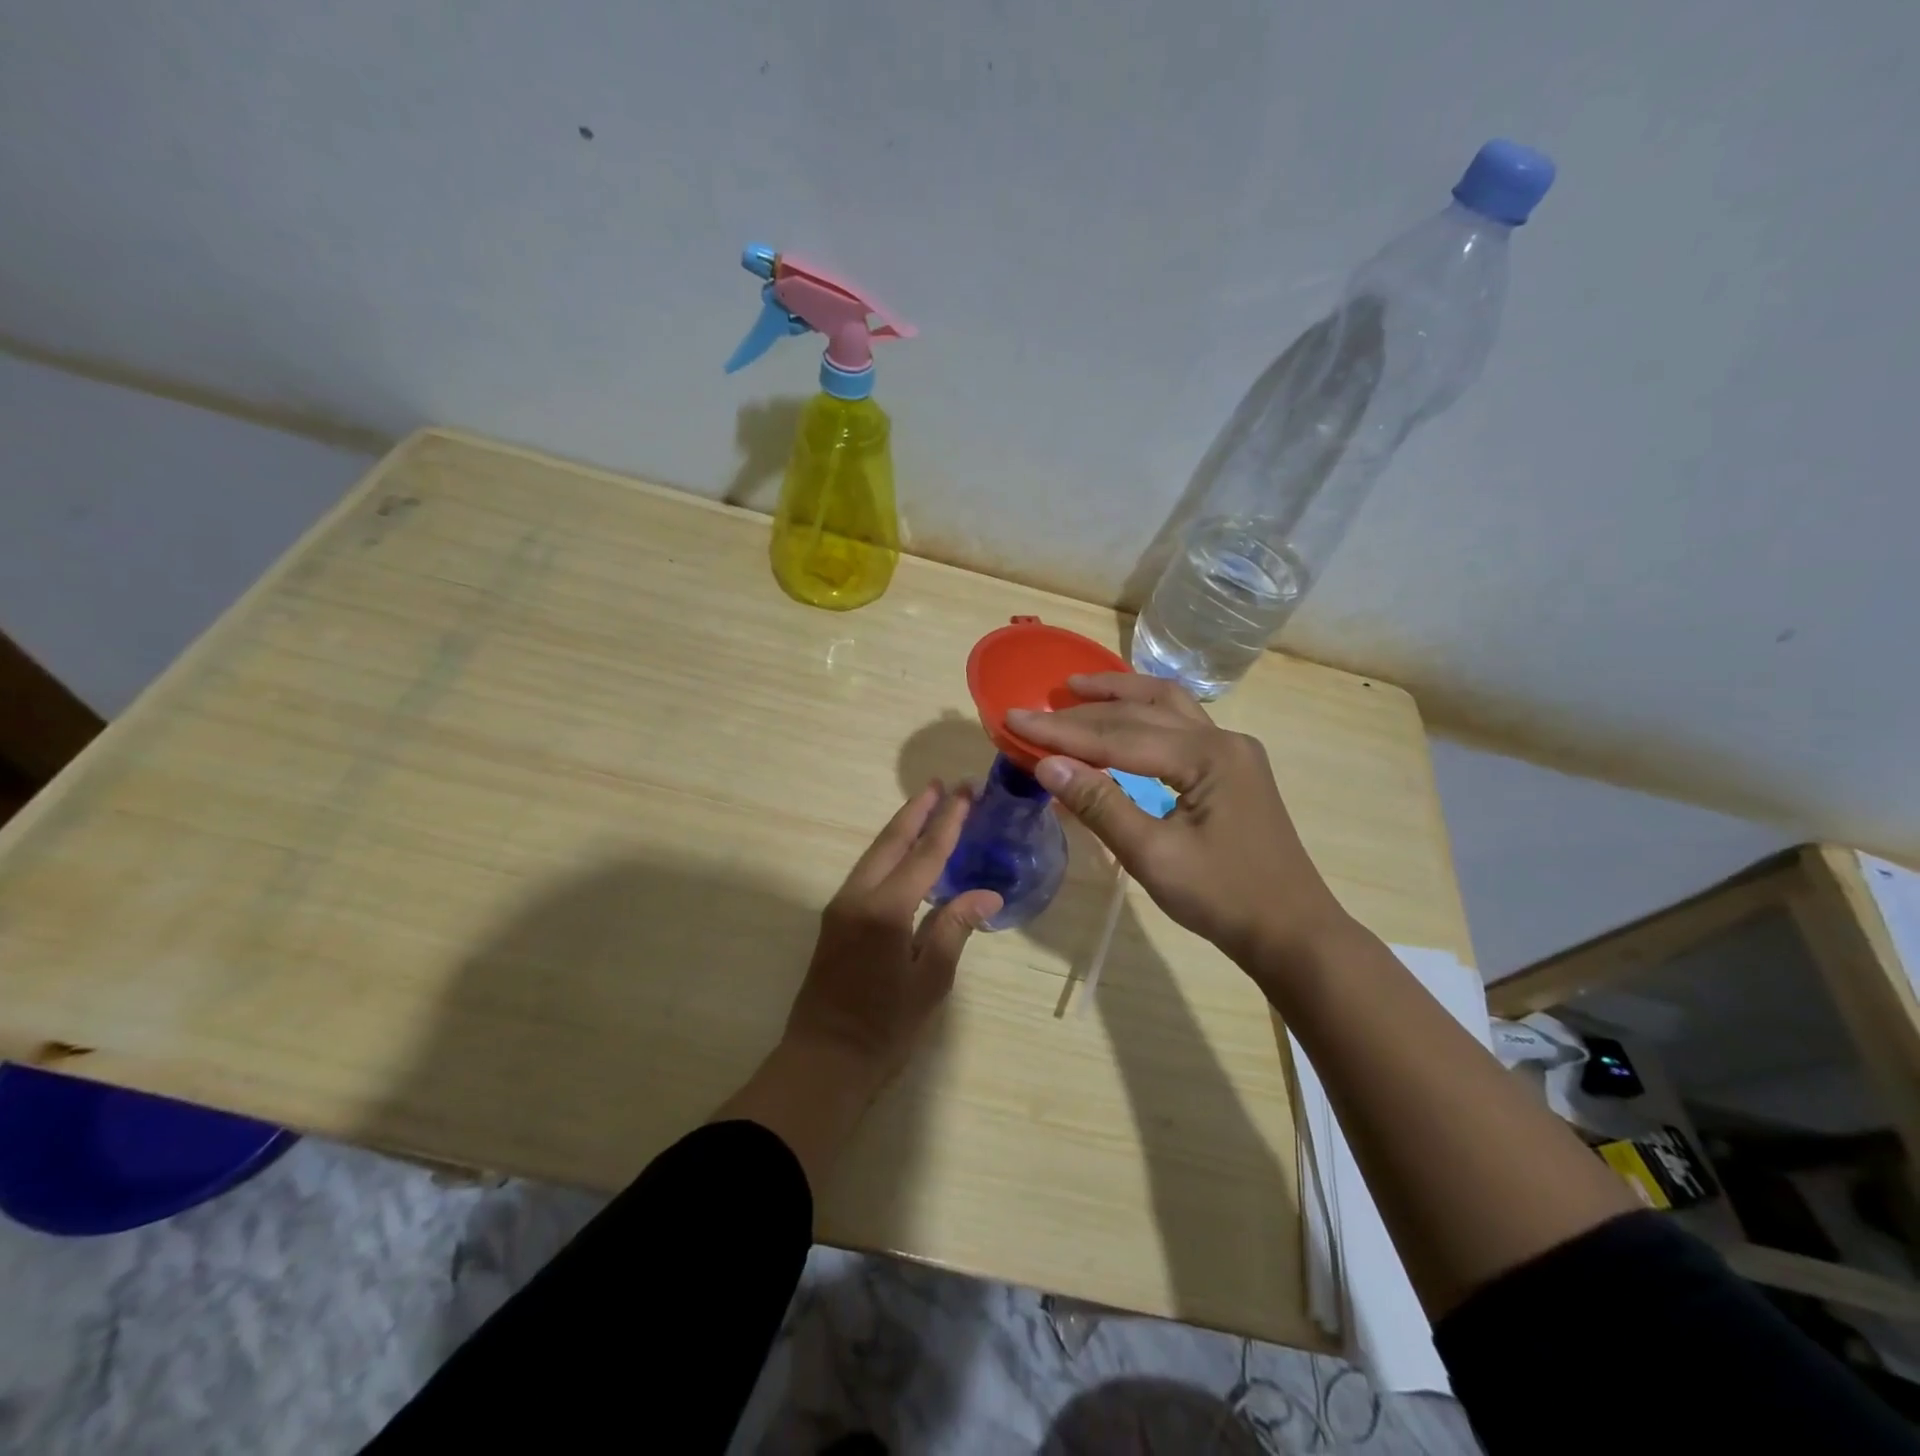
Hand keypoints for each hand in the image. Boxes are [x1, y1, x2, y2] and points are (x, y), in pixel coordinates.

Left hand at [783, 784, 1002, 1087]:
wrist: (824, 1060)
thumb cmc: (885, 1028)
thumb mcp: (930, 981)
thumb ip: (954, 929)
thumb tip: (986, 895)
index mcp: (886, 909)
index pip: (925, 854)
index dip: (948, 822)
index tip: (966, 793)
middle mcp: (858, 896)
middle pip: (892, 841)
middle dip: (919, 810)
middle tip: (945, 784)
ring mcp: (841, 906)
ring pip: (875, 852)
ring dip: (902, 826)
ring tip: (927, 804)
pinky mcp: (835, 918)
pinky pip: (867, 871)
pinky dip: (889, 851)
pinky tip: (904, 851)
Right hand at [1007, 674, 1350, 968]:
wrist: (1291, 932)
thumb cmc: (1223, 898)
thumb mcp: (1153, 856)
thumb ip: (1100, 804)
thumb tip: (1047, 765)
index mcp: (1208, 756)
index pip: (1119, 736)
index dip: (1062, 731)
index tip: (1015, 718)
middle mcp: (1223, 740)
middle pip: (1143, 710)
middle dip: (1086, 707)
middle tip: (1038, 704)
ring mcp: (1232, 752)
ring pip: (1168, 705)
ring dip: (1121, 694)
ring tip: (1078, 689)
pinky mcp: (1232, 768)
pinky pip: (1181, 725)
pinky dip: (1144, 714)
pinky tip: (1124, 717)